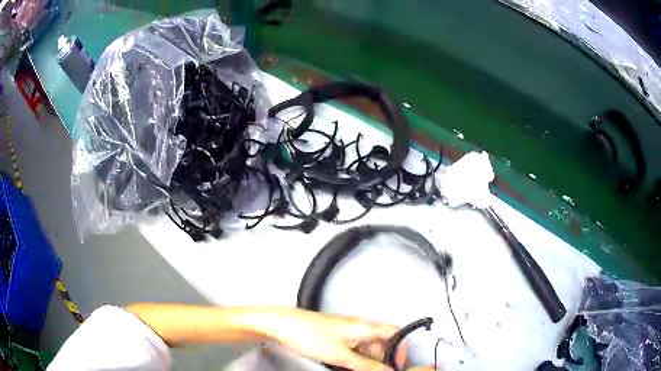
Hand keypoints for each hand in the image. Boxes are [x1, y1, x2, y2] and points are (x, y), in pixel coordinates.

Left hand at [255, 308, 406, 370]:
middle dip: (385, 358)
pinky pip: (355, 347)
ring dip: (370, 360)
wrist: (281, 324)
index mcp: (364, 326)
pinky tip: (352, 367)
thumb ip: (366, 365)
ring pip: (368, 346)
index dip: (401, 348)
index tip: (399, 365)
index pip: (394, 332)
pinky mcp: (337, 336)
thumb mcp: (339, 355)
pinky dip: (358, 358)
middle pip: (382, 341)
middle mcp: (359, 326)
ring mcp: (348, 330)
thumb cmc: (310, 336)